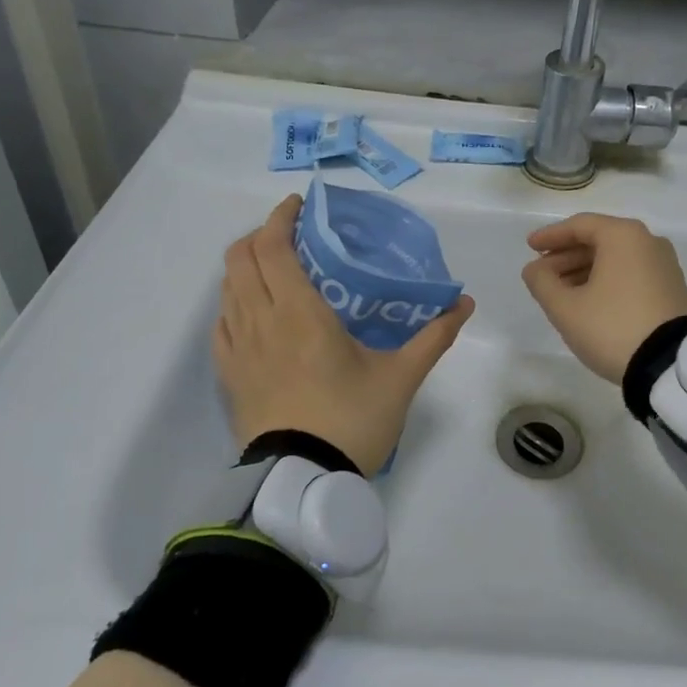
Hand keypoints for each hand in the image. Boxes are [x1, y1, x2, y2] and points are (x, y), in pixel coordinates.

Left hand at [213, 194, 474, 475]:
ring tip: (278, 270)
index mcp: (299, 313)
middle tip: (293, 236)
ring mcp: (238, 348)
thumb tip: (465, 303)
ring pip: (227, 287)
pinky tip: (256, 312)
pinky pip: (222, 322)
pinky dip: (235, 301)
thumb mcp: (401, 377)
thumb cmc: (352, 420)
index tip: (300, 206)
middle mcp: (260, 321)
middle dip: (261, 235)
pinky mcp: (228, 374)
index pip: (273, 247)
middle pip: (240, 258)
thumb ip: (433, 336)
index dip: (280, 217)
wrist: (303, 481)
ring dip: (247, 266)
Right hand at [522, 213, 686, 383]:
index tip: (529, 246)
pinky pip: (632, 273)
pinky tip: (590, 301)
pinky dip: (607, 280)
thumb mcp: (565, 308)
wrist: (669, 365)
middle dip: (567, 256)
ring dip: (585, 270)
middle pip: (599, 240)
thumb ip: (542, 282)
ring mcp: (665, 265)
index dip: (551, 236)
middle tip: (542, 274)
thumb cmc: (612, 327)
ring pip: (616, 258)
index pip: (580, 225)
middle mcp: (648, 241)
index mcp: (624, 236)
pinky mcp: (672, 288)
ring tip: (561, 292)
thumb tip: (535, 269)